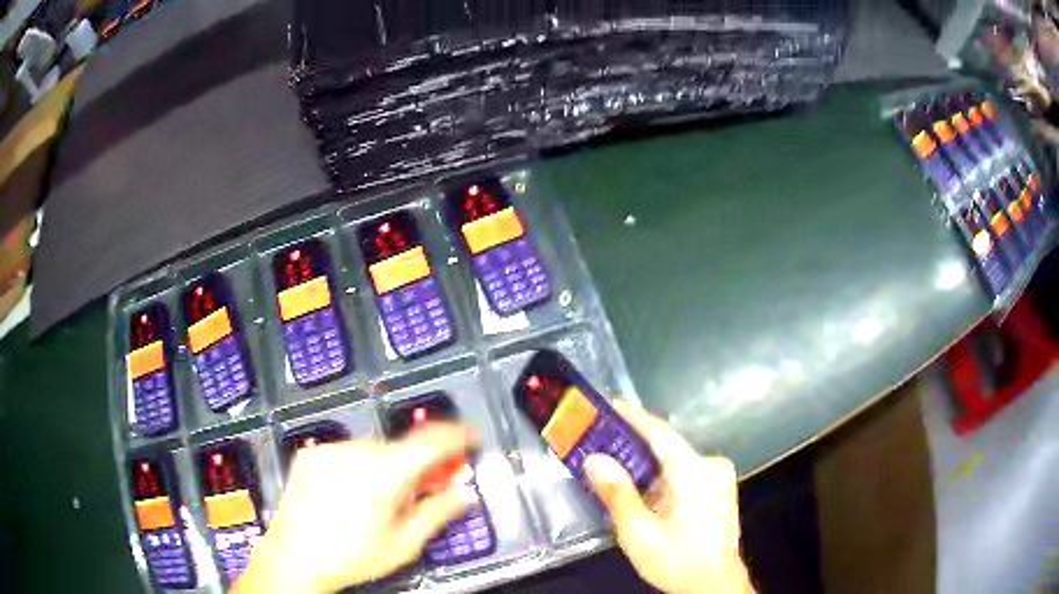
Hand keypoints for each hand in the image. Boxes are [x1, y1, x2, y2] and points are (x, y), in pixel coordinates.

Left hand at [233, 424, 477, 593]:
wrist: (295, 557)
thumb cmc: (350, 557)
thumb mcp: (403, 544)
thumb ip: (437, 513)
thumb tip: (464, 494)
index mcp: (383, 475)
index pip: (430, 441)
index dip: (456, 435)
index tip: (470, 437)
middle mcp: (355, 454)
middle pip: (401, 448)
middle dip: (418, 465)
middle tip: (423, 489)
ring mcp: (329, 451)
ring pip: (373, 449)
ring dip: (386, 466)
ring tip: (379, 499)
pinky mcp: (311, 454)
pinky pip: (346, 451)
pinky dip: (358, 465)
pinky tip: (351, 492)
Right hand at [585, 401, 753, 593]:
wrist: (714, 586)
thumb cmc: (677, 560)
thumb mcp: (639, 532)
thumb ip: (617, 493)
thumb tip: (594, 459)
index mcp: (696, 471)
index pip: (661, 434)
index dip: (633, 417)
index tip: (609, 404)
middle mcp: (711, 466)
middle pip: (667, 448)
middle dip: (634, 445)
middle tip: (600, 443)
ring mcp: (718, 478)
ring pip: (675, 461)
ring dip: (645, 464)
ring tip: (613, 466)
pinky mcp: (718, 490)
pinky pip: (684, 473)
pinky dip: (660, 477)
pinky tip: (640, 488)